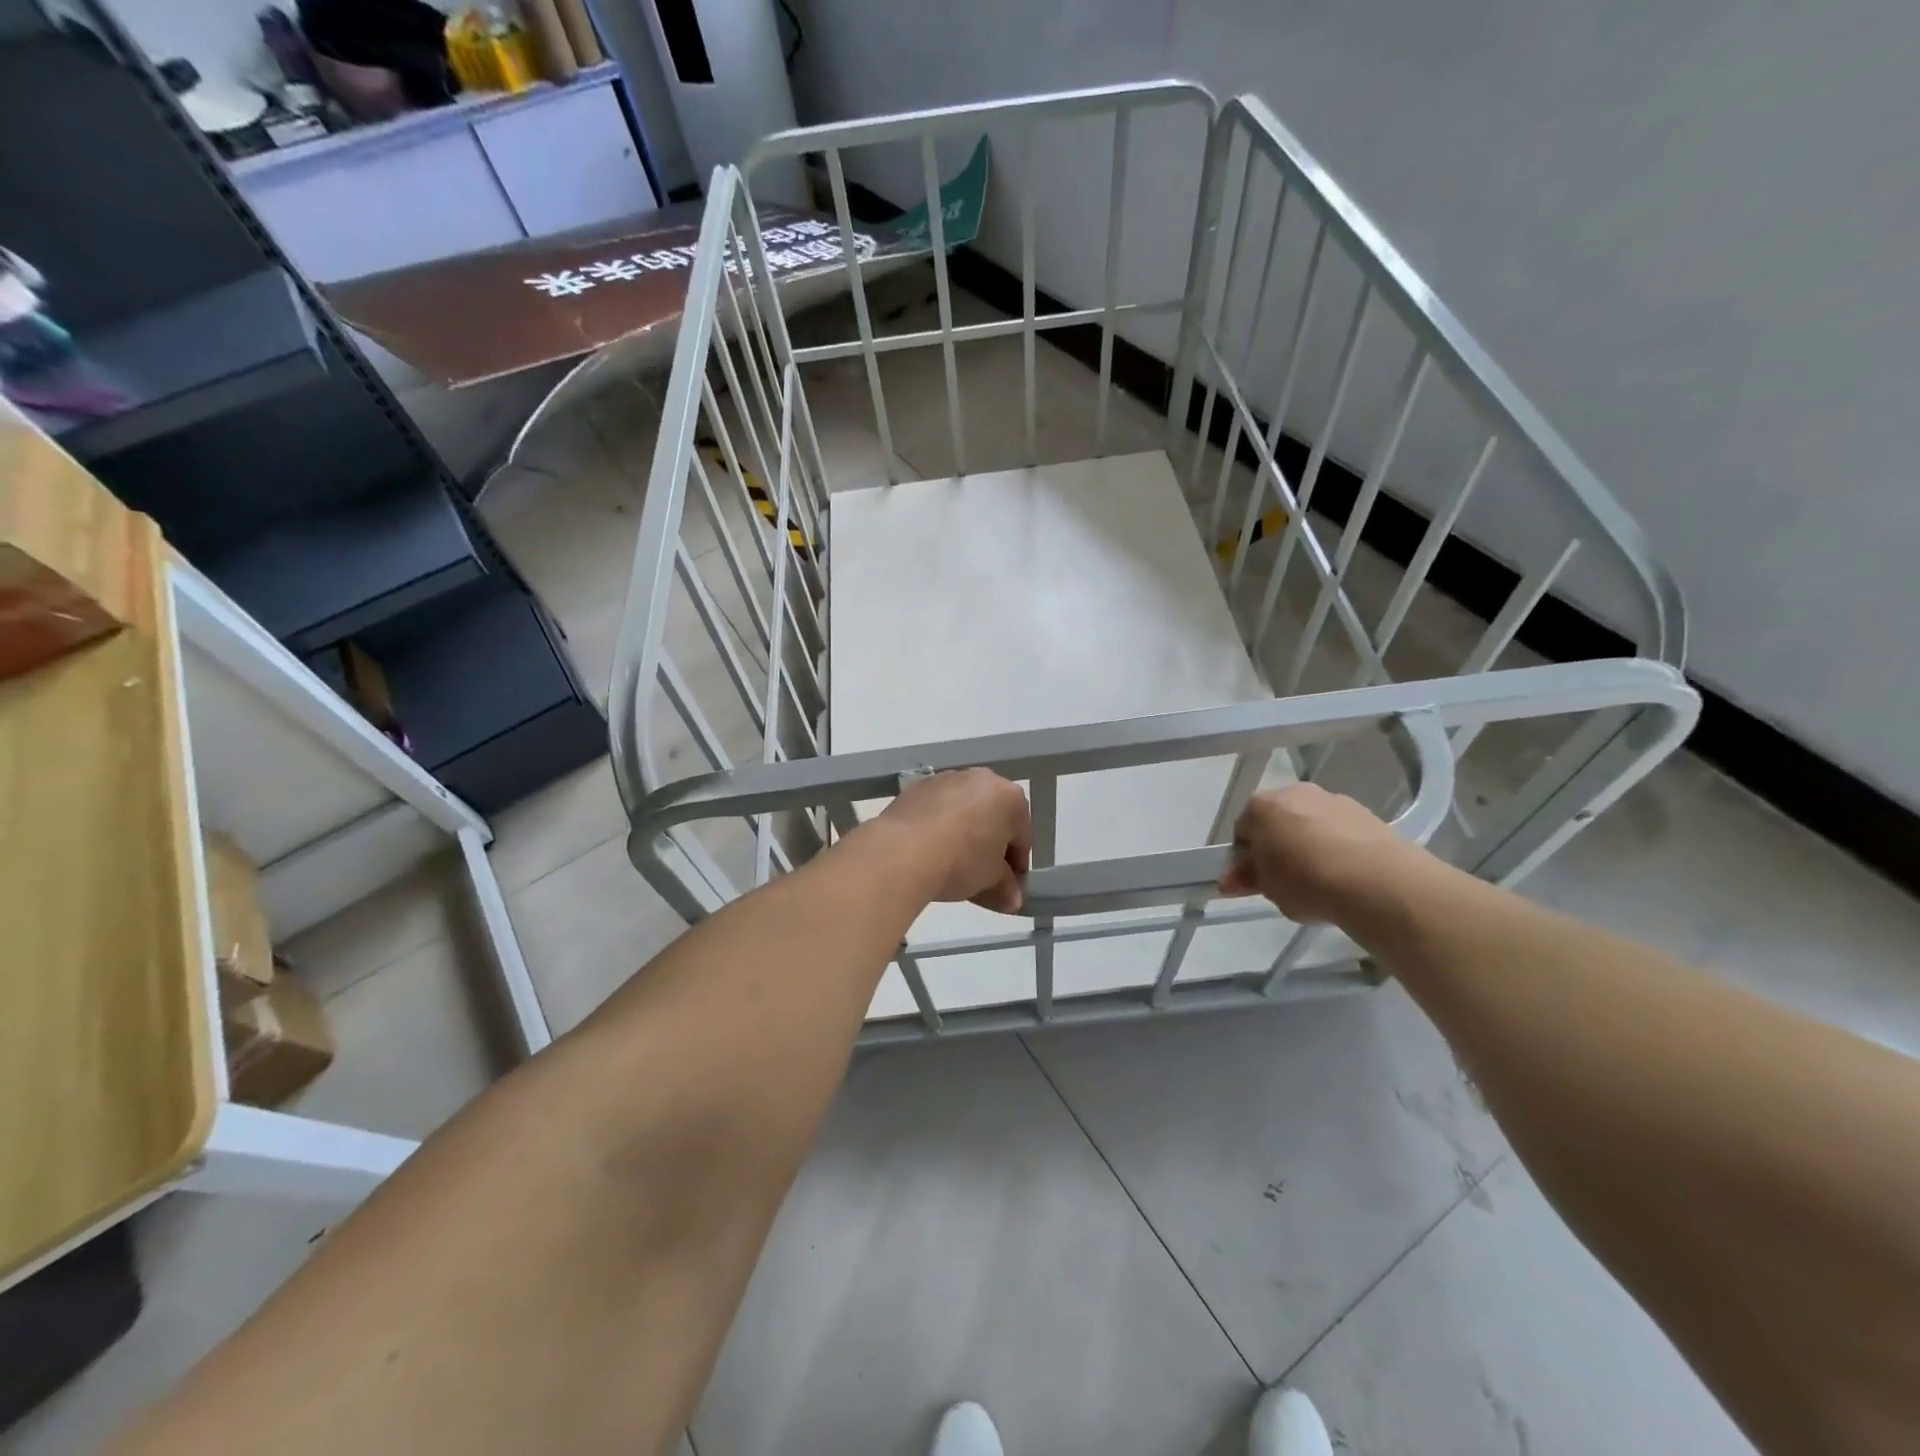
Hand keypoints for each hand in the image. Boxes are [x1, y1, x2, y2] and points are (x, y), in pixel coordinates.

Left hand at [877, 769, 1031, 912]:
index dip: (1017, 864)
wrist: (902, 851)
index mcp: (1010, 797)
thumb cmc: (961, 862)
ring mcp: (946, 779)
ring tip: (950, 864)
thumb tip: (1011, 898)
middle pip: (993, 817)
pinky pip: (936, 809)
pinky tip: (928, 851)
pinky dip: (937, 826)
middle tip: (981, 875)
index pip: (1022, 836)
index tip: (1008, 886)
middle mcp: (981, 779)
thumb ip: (1005, 888)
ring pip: (964, 810)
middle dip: (989, 844)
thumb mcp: (990, 881)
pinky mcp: (917, 787)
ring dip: (963, 833)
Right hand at [1218, 783, 1424, 923]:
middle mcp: (1293, 792)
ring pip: (1310, 822)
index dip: (1246, 856)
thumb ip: (1247, 879)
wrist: (1376, 880)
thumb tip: (1229, 879)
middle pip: (1277, 820)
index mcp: (1260, 806)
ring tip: (1321, 880)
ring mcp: (1332, 799)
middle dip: (1278, 844)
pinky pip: (1339, 829)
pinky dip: (1337, 845)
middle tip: (1285, 879)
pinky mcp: (1365, 812)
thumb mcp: (1267, 887)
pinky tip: (1345, 873)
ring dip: (1309, 843)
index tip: (1256, 879)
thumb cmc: (1306, 880)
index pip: (1242, 830)